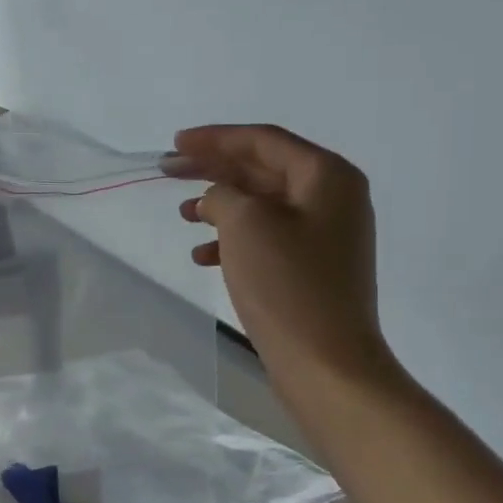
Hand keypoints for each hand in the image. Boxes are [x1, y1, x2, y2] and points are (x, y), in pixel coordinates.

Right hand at [165, 125, 397, 391]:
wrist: (326, 363)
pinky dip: (234, 241)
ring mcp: (326, 236)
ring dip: (221, 205)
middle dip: (213, 169)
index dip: (215, 138)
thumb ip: (223, 194)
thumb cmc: (287, 284)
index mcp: (327, 176)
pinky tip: (202, 256)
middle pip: (262, 170)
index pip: (263, 141)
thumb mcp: (245, 224)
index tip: (175, 143)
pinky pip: (268, 239)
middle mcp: (333, 198)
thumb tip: (217, 199)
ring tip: (183, 214)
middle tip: (169, 170)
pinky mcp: (313, 269)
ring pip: (262, 206)